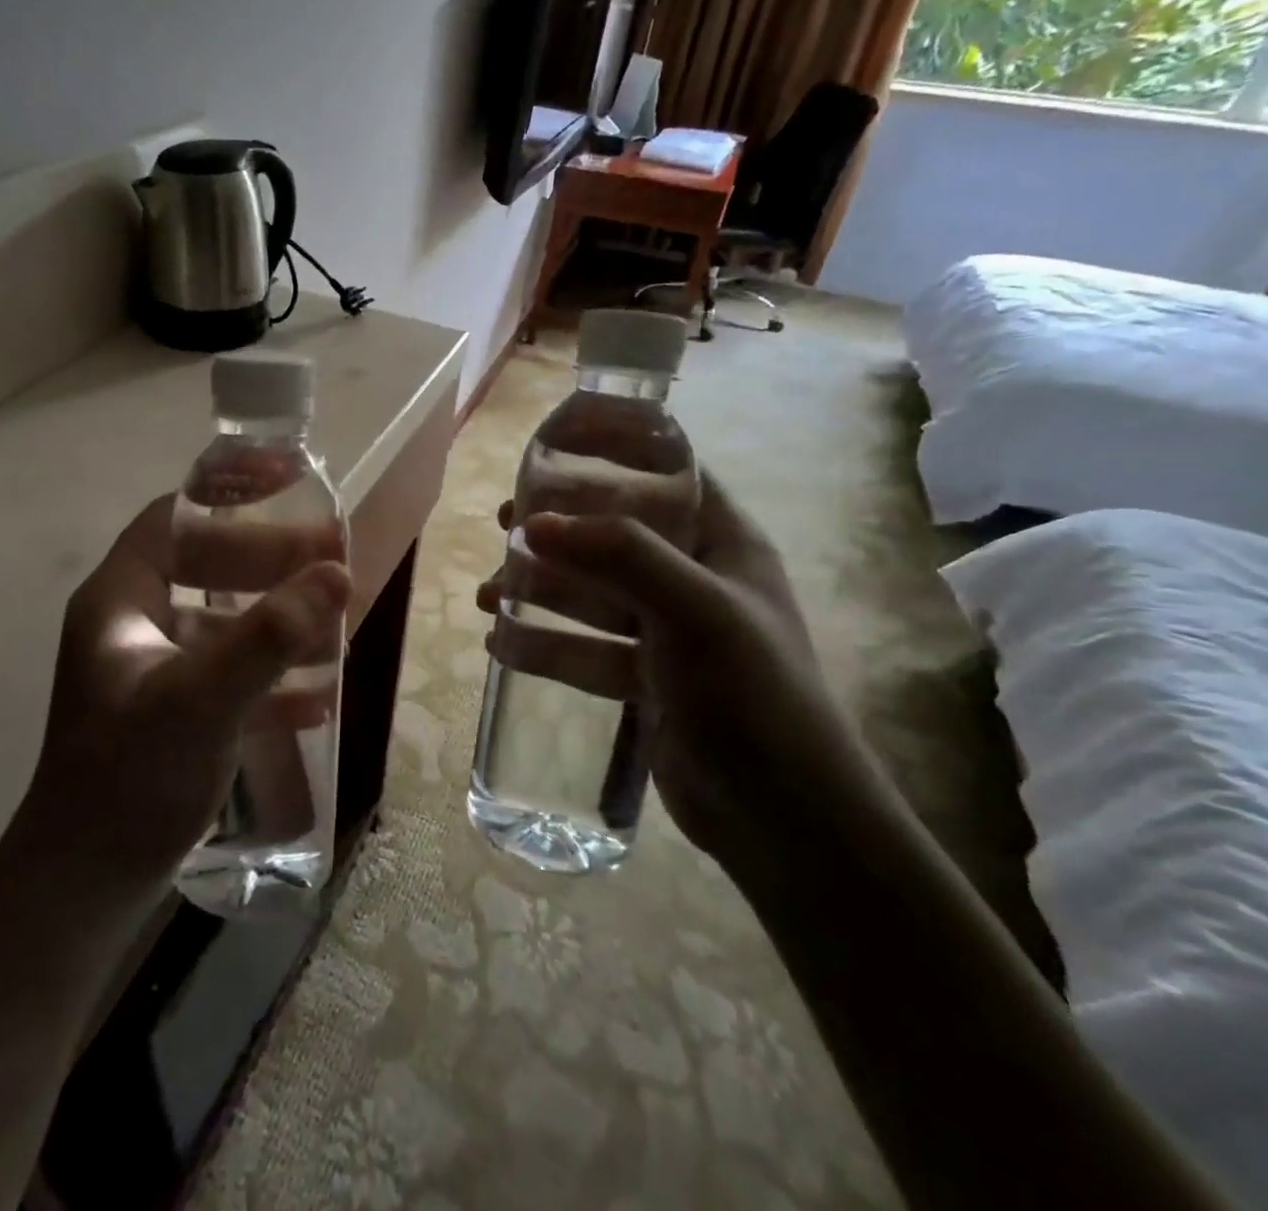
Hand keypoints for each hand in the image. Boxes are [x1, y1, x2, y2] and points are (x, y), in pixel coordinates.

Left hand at [29, 496, 349, 887]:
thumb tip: (335, 573)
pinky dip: (270, 679)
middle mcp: (131, 626)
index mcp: (119, 601)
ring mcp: (151, 672)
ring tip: (336, 624)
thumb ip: (268, 636)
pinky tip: (316, 698)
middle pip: (207, 568)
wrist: (83, 890)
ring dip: (278, 623)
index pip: (175, 520)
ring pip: (224, 624)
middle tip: (335, 560)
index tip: (288, 484)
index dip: (228, 495)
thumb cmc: (130, 779)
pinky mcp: (171, 714)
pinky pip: (229, 676)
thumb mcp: (202, 700)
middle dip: (272, 563)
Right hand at [478, 474, 875, 876]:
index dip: (617, 454)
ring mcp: (667, 634)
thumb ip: (619, 555)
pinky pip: (584, 651)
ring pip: (591, 597)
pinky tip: (498, 644)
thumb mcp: (694, 609)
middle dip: (557, 530)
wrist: (782, 817)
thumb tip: (533, 522)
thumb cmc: (752, 692)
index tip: (554, 449)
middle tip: (502, 525)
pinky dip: (543, 646)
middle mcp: (694, 581)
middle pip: (614, 536)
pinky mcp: (645, 681)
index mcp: (722, 544)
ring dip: (538, 591)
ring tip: (486, 594)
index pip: (669, 477)